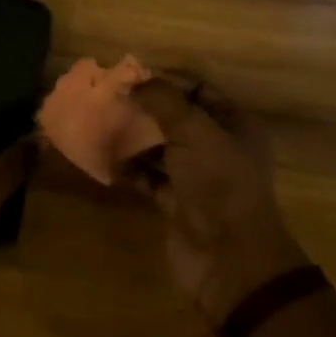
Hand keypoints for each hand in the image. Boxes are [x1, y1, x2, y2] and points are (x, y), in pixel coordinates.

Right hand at [128, 81, 308, 326]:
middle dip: (143, 108)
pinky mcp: (178, 203)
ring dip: (133, 137)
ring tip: (101, 124)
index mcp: (234, 124)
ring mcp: (198, 177)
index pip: (198, 89)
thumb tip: (132, 82)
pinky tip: (105, 158)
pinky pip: (149, 177)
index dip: (165, 79)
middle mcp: (218, 147)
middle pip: (176, 118)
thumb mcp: (193, 131)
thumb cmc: (218, 183)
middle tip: (108, 98)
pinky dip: (130, 168)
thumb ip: (162, 100)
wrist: (230, 260)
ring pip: (161, 147)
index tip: (127, 76)